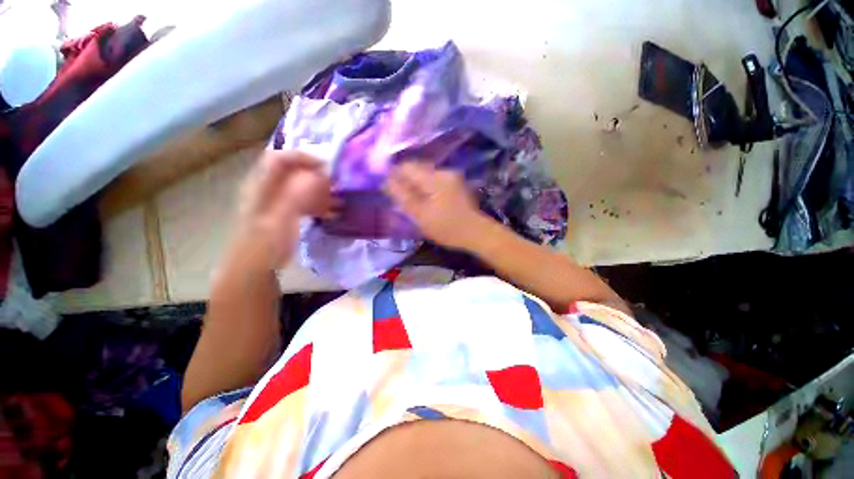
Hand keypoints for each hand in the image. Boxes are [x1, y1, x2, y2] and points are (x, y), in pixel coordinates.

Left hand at [231, 150, 336, 270]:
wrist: (256, 267)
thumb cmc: (266, 243)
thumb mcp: (282, 218)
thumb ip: (298, 195)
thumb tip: (320, 175)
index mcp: (262, 185)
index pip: (281, 158)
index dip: (304, 158)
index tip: (328, 168)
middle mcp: (269, 188)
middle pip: (295, 172)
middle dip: (318, 176)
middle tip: (338, 186)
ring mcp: (277, 201)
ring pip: (302, 187)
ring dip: (322, 192)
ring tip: (340, 201)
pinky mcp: (285, 213)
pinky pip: (305, 201)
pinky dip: (320, 204)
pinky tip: (332, 213)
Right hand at [386, 162, 492, 249]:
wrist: (476, 233)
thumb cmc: (446, 227)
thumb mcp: (420, 215)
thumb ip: (403, 196)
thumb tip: (387, 181)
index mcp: (434, 178)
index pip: (407, 166)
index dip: (394, 176)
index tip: (390, 190)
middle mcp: (443, 171)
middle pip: (416, 168)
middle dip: (406, 181)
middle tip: (401, 199)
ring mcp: (451, 176)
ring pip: (425, 175)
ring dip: (416, 185)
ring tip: (414, 202)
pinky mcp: (456, 183)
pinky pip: (434, 180)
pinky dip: (427, 188)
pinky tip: (427, 201)